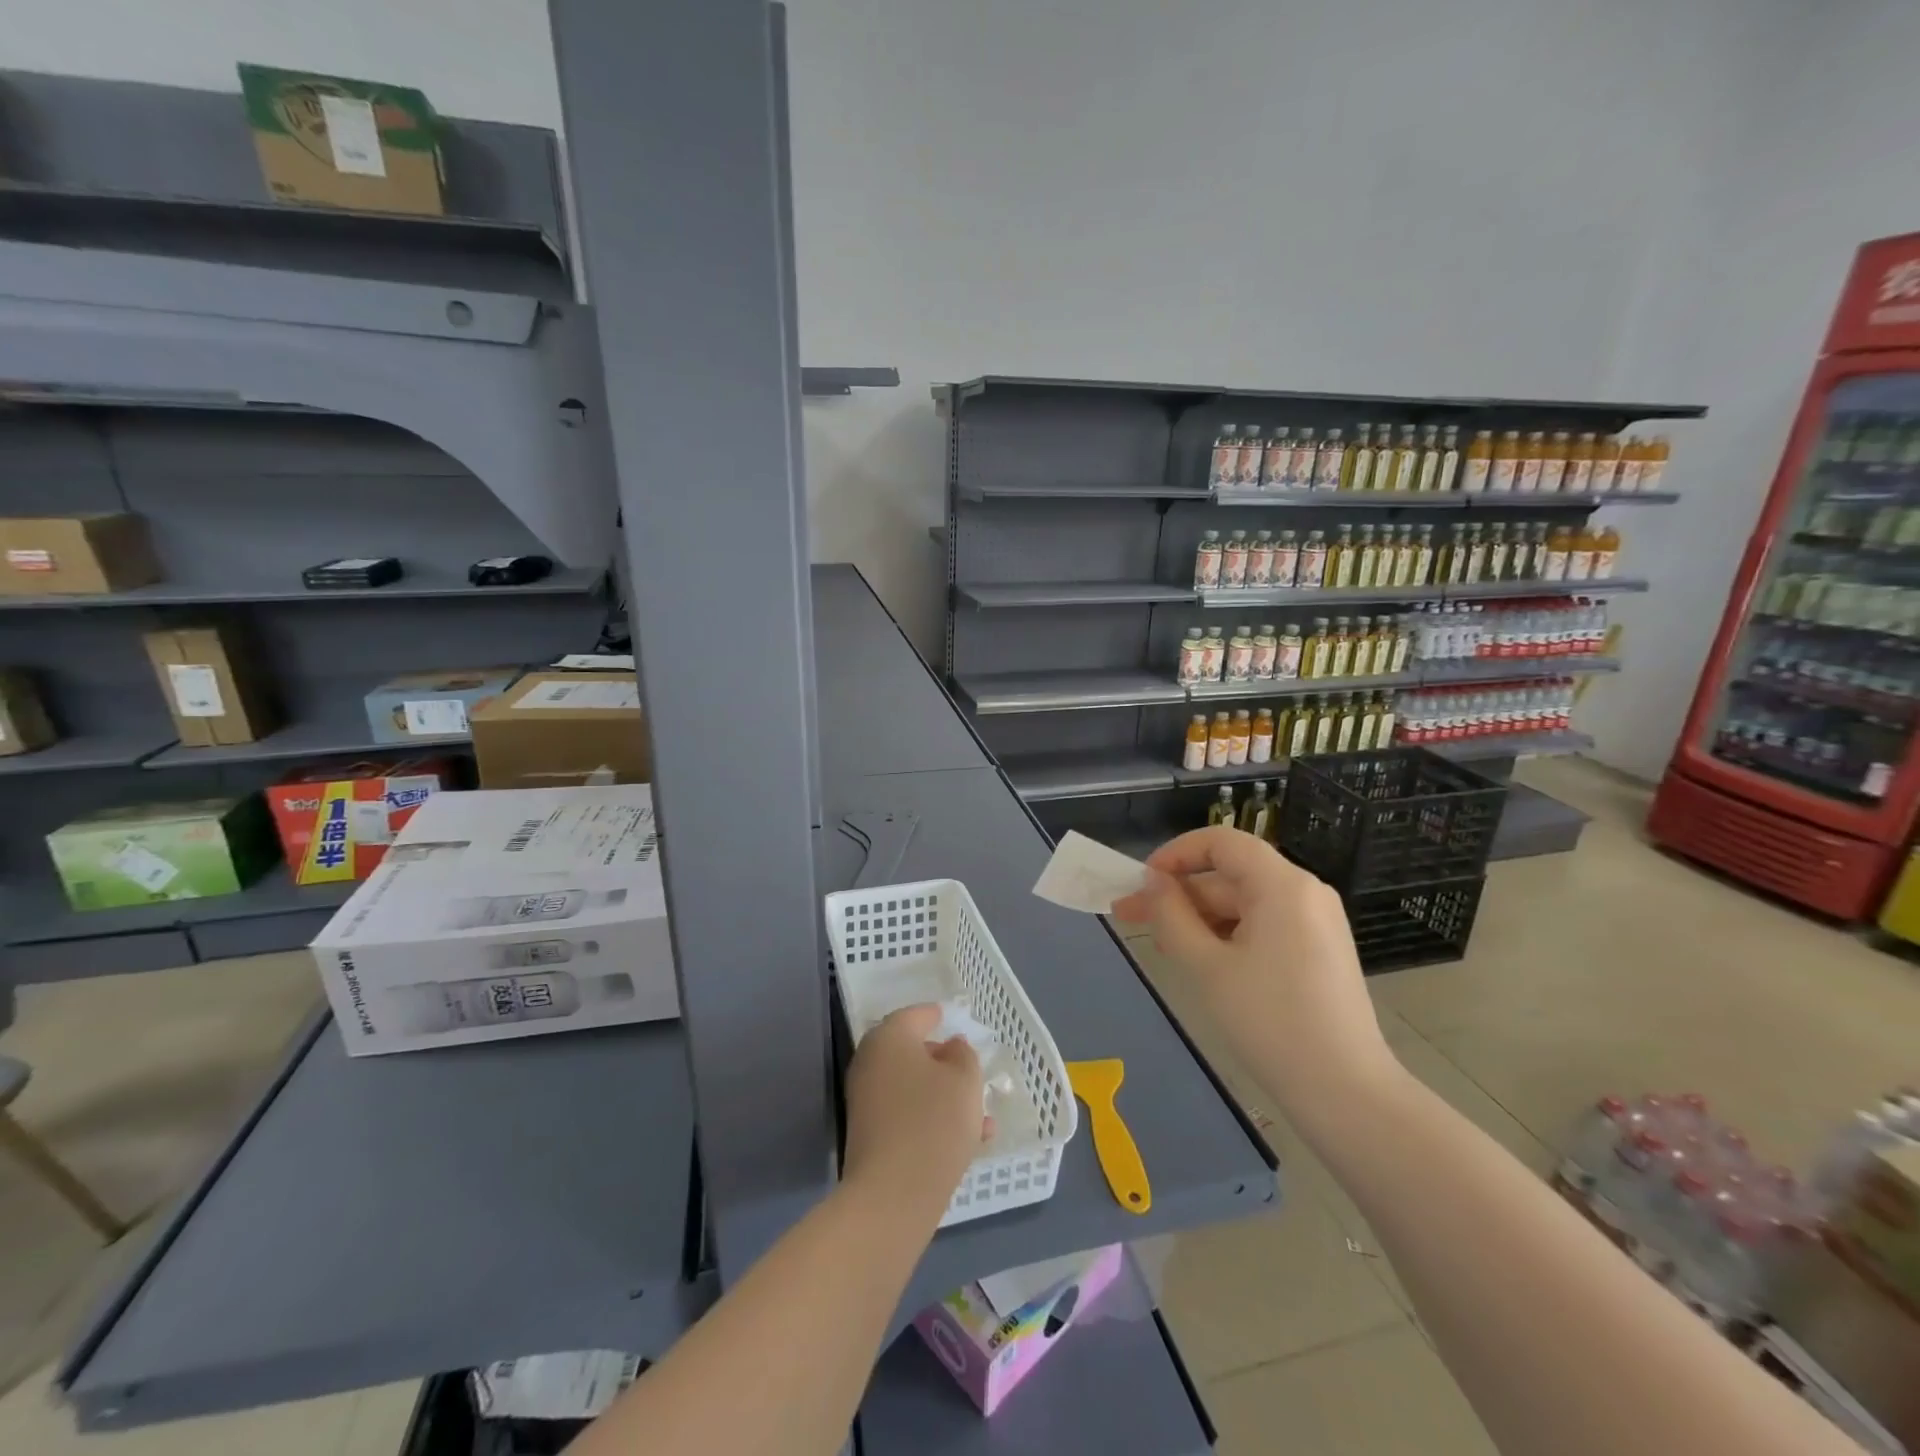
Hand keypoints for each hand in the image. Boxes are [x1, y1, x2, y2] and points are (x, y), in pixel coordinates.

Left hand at [843, 1005, 990, 1217]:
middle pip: (910, 1051)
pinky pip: (907, 1114)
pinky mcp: (870, 1135)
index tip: (949, 1017)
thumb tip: (950, 1047)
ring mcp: (866, 1101)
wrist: (892, 1195)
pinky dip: (933, 1117)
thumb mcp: (965, 1080)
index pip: (914, 1016)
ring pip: (913, 1086)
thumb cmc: (933, 1122)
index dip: (934, 1015)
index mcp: (889, 1038)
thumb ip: (963, 1055)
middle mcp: (871, 1063)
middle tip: (968, 1066)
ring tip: (981, 1112)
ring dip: (943, 1093)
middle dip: (942, 1060)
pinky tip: (969, 1139)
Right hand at [1112, 827, 1398, 1110]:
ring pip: (1243, 903)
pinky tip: (1199, 960)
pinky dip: (1227, 935)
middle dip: (1178, 895)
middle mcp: (1304, 892)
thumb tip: (1153, 881)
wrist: (1345, 1093)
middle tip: (1129, 917)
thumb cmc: (1270, 1022)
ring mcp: (1315, 922)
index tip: (1142, 883)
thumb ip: (1171, 915)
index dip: (1175, 854)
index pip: (1221, 842)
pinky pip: (1262, 925)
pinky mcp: (1318, 950)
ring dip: (1198, 918)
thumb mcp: (1206, 966)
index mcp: (1282, 885)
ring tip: (1161, 946)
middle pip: (1229, 875)